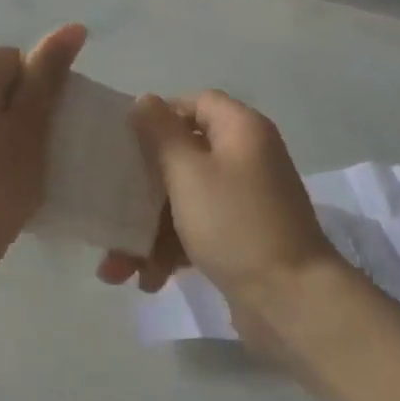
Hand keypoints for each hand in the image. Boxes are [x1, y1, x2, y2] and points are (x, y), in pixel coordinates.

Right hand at [97, 90, 343, 343]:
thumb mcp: (189, 174)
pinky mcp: (242, 238)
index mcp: (241, 130)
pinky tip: (149, 281)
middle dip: (141, 188)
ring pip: (185, 200)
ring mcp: (246, 200)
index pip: (196, 103)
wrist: (291, 300)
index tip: (124, 142)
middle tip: (108, 208)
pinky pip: (198, 231)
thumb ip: (161, 134)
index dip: (159, 117)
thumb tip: (144, 100)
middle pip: (184, 156)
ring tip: (116, 269)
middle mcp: (246, 158)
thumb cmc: (235, 224)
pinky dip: (172, 250)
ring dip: (148, 230)